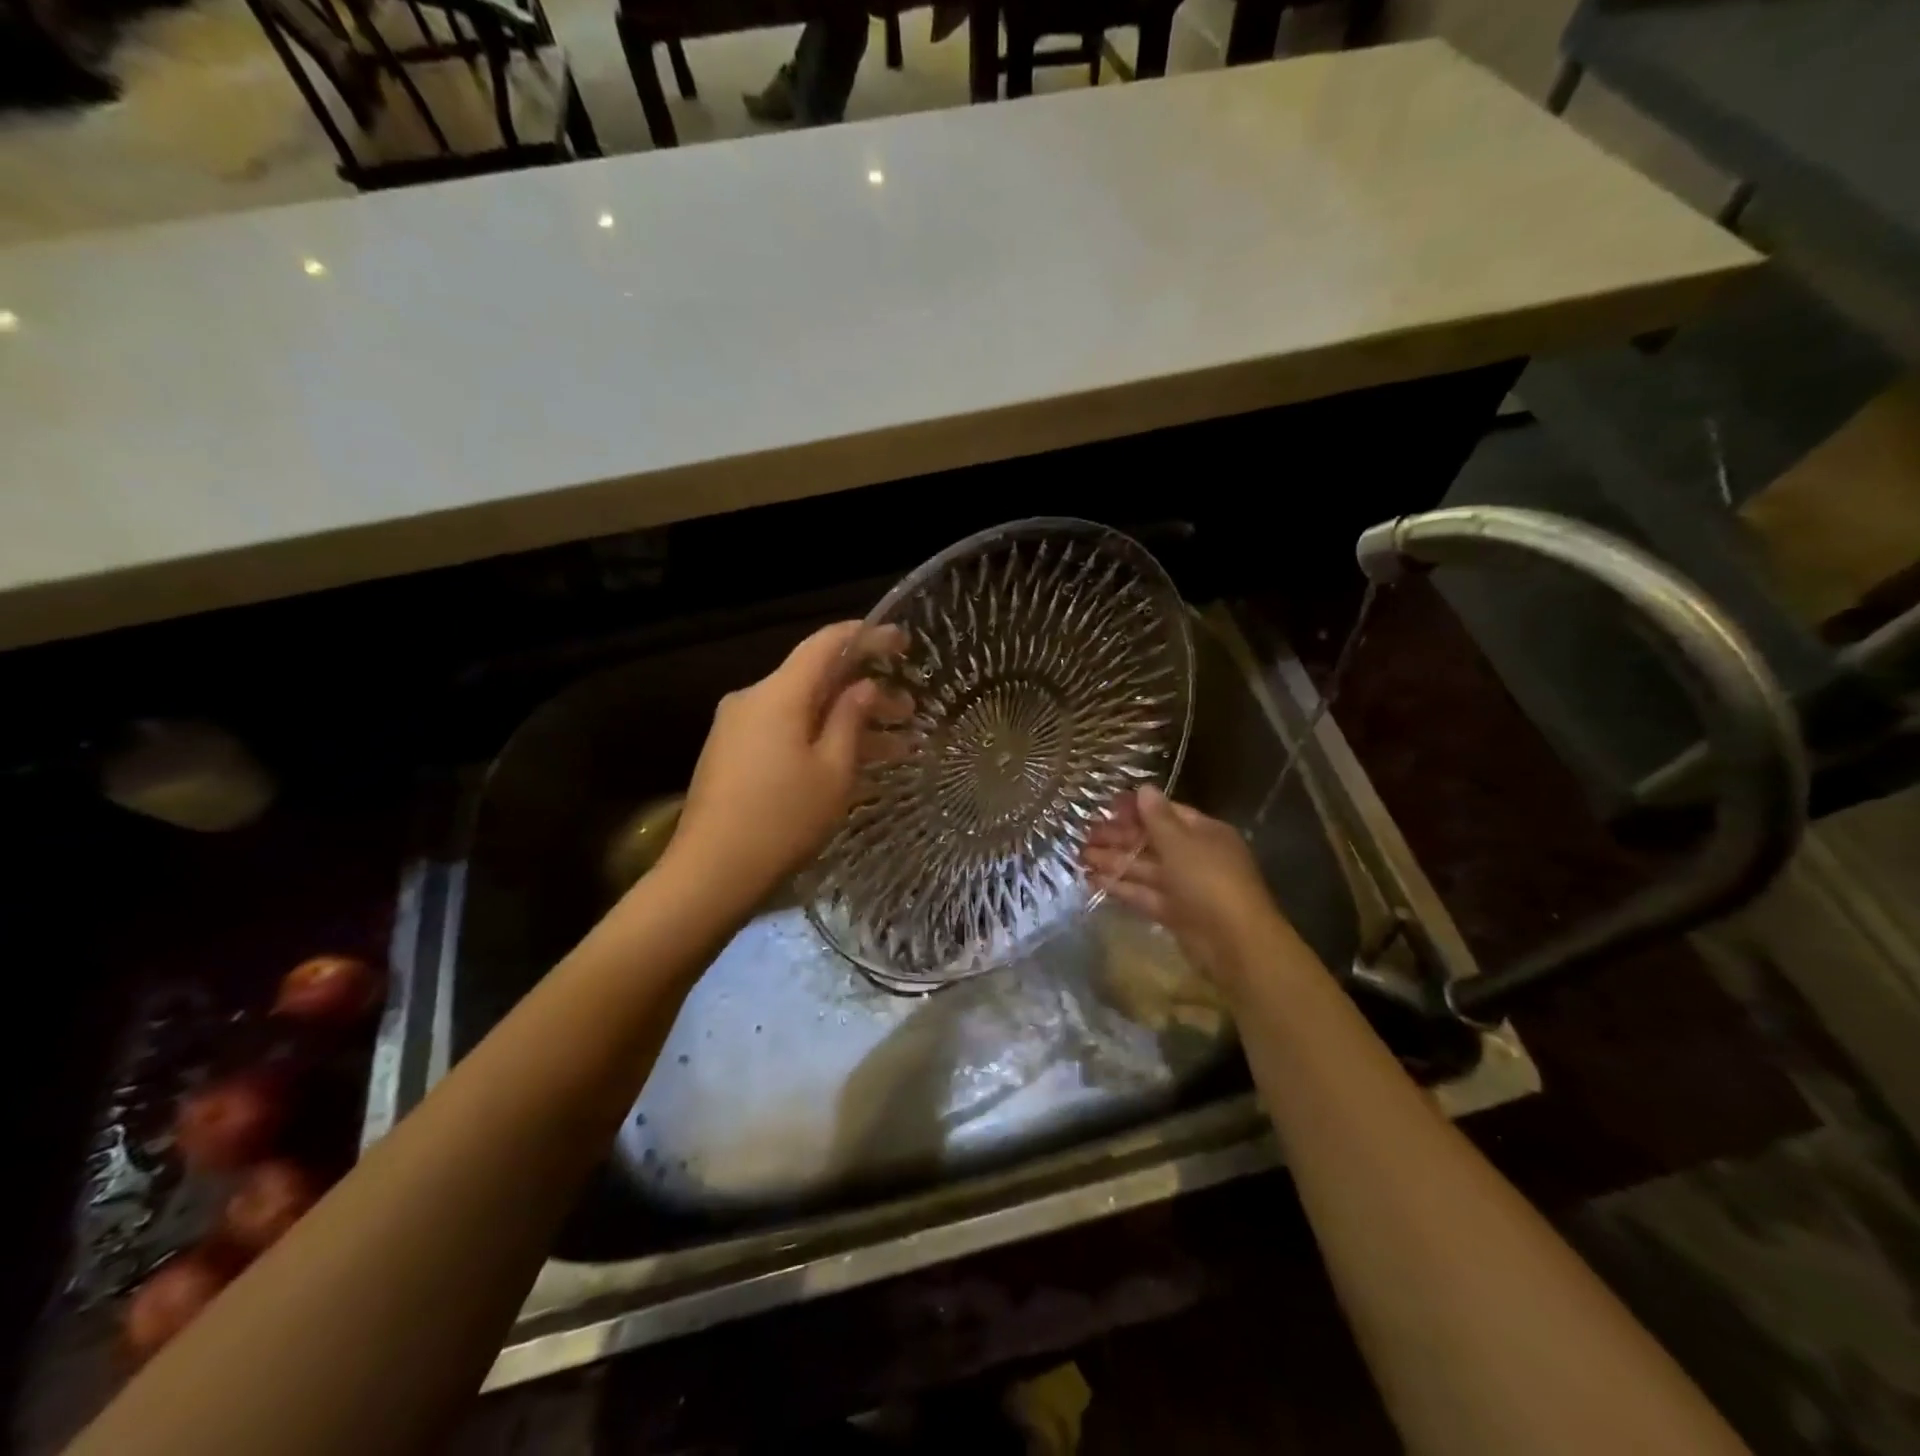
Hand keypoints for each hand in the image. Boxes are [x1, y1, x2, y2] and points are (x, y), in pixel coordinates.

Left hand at [662, 621, 908, 913]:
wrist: (711, 872)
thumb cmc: (783, 818)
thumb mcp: (833, 770)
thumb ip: (851, 718)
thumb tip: (863, 685)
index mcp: (778, 694)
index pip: (825, 644)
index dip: (866, 637)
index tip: (902, 642)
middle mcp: (753, 699)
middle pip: (816, 680)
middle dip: (865, 692)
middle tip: (910, 712)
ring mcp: (738, 728)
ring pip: (803, 711)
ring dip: (847, 723)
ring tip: (896, 746)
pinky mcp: (732, 754)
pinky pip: (784, 732)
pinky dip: (820, 739)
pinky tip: (853, 764)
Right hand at [1083, 787, 1294, 989]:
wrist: (1234, 943)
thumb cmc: (1209, 881)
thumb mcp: (1181, 843)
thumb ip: (1158, 818)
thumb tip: (1144, 789)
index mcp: (1204, 833)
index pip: (1167, 813)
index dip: (1137, 809)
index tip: (1105, 807)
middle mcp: (1195, 856)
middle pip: (1152, 841)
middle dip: (1119, 837)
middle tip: (1085, 834)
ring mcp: (1185, 887)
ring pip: (1145, 868)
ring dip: (1114, 861)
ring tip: (1081, 856)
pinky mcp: (1174, 913)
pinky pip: (1144, 894)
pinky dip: (1121, 887)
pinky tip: (1094, 881)